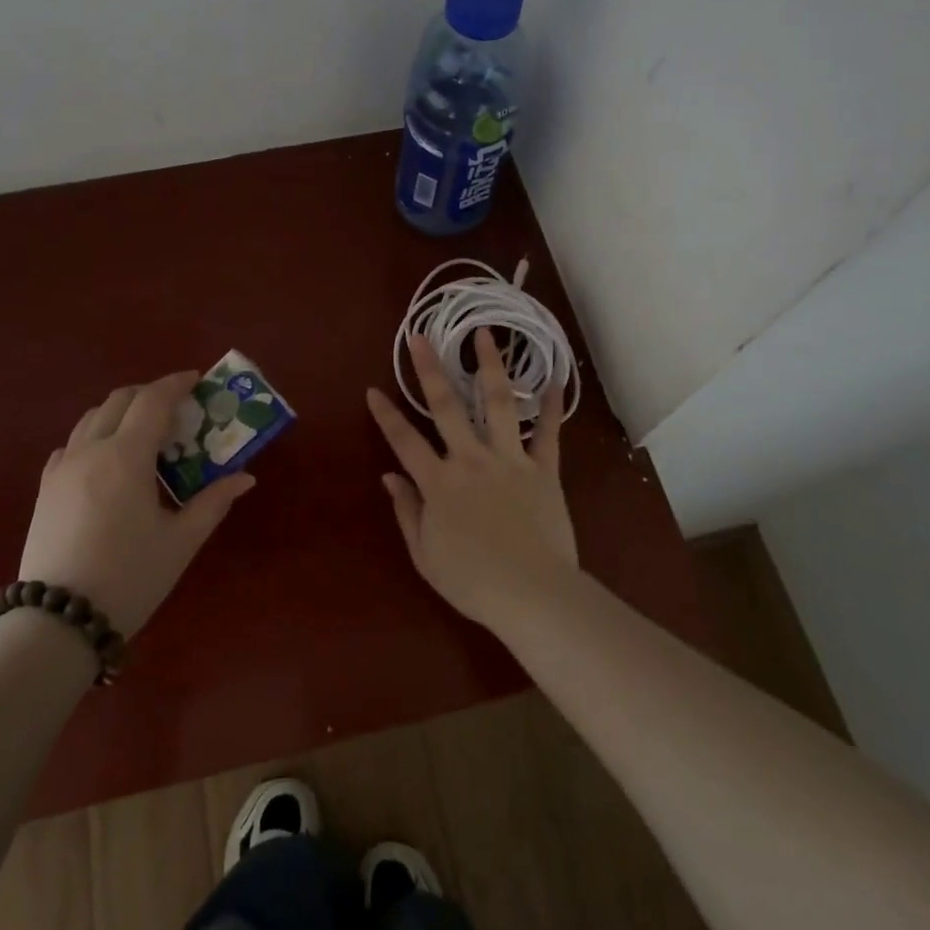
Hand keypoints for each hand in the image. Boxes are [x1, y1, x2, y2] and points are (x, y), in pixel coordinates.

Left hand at [20, 372, 255, 636]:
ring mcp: (62, 468)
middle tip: (177, 408)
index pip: (153, 400)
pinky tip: (108, 461)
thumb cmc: (129, 577)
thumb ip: (213, 502)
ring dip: (122, 412)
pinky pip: (72, 444)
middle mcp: (90, 450)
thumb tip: (245, 478)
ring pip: (92, 418)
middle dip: (150, 394)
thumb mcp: (181, 541)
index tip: (197, 380)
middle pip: (120, 400)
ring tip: (146, 432)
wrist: (58, 622)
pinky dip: (95, 436)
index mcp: (126, 457)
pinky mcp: (45, 489)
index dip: (177, 383)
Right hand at [366, 328, 576, 627]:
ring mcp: (509, 460)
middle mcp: (471, 460)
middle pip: (446, 407)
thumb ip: (407, 511)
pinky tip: (557, 378)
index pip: (404, 441)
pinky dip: (552, 407)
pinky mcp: (543, 470)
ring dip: (489, 367)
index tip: (373, 389)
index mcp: (439, 483)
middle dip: (430, 369)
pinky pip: (548, 433)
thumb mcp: (425, 555)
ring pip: (497, 404)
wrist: (532, 594)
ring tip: (484, 335)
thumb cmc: (473, 581)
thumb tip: (389, 476)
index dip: (386, 415)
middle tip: (420, 336)